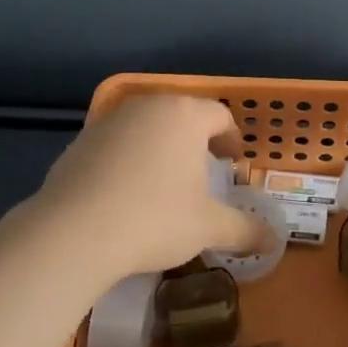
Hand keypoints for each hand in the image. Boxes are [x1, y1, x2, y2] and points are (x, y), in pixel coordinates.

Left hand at [25, 94, 267, 282]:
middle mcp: (148, 107)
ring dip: (161, 146)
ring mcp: (110, 120)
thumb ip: (245, 229)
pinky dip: (128, 158)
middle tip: (204, 170)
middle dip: (196, 140)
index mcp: (185, 116)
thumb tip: (275, 239)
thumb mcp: (207, 227)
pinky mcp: (80, 140)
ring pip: (147, 126)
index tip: (233, 161)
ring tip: (165, 181)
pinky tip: (126, 192)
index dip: (231, 138)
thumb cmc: (154, 219)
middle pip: (182, 115)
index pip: (219, 115)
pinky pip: (116, 143)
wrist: (73, 232)